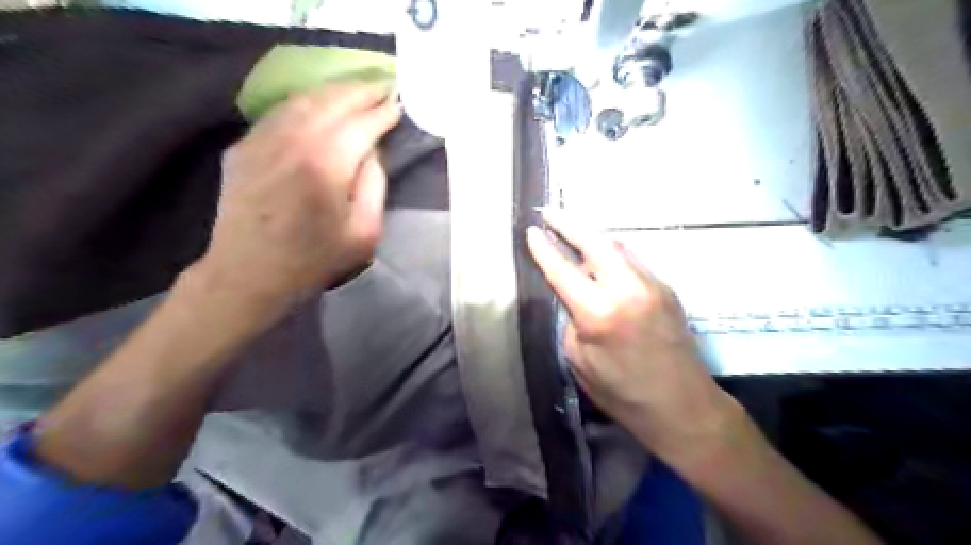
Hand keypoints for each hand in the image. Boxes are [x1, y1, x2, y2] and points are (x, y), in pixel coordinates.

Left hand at [194, 85, 399, 315]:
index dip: (383, 112)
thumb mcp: (365, 232)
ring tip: (356, 91)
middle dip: (361, 91)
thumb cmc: (314, 260)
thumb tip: (373, 151)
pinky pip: (280, 112)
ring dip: (334, 91)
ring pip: (304, 100)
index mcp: (326, 164)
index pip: (362, 124)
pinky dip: (305, 103)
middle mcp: (293, 140)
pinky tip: (319, 106)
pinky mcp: (244, 146)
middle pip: (333, 100)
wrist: (248, 274)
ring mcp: (262, 139)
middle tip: (383, 86)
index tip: (399, 104)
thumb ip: (375, 184)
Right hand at [527, 212, 740, 462]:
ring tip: (571, 228)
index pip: (563, 269)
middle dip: (569, 223)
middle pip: (595, 241)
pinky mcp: (667, 288)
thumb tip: (572, 294)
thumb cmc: (622, 393)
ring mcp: (653, 284)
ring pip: (617, 245)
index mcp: (600, 313)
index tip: (530, 230)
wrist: (682, 406)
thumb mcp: (579, 360)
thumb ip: (573, 319)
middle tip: (549, 212)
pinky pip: (632, 260)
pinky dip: (611, 252)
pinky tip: (599, 256)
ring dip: (592, 235)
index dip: (543, 248)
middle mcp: (628, 289)